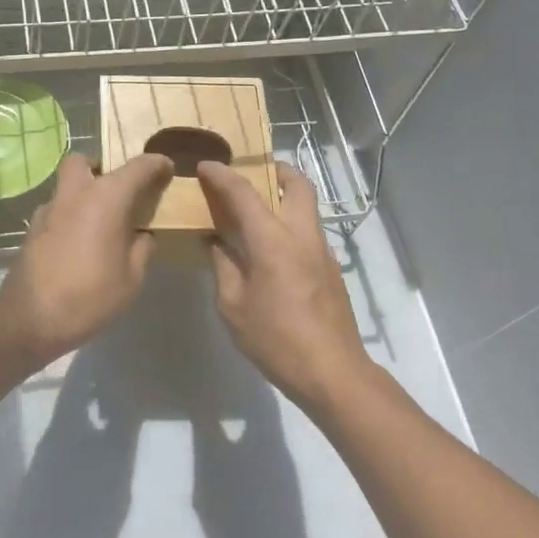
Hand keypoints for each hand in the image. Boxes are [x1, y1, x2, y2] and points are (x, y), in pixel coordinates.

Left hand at [0, 152, 172, 365]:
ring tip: (100, 220)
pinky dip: (70, 214)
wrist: (30, 319)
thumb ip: (142, 248)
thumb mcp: (132, 278)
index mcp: (106, 198)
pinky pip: (56, 208)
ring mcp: (49, 209)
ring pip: (66, 183)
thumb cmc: (90, 296)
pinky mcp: (33, 228)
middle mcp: (75, 193)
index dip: (156, 164)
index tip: (167, 169)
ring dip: (83, 191)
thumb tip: (142, 235)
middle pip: (85, 160)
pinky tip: (79, 241)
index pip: (137, 167)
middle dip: (102, 166)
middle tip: (118, 190)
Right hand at [197, 160, 370, 413]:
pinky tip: (270, 249)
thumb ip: (223, 267)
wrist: (332, 372)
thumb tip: (215, 242)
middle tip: (251, 174)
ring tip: (255, 211)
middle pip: (296, 184)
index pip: (244, 193)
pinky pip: (308, 231)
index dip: (222, 176)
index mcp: (273, 240)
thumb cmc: (276, 339)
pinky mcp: (331, 270)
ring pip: (306, 206)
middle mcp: (302, 235)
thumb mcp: (233, 306)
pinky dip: (289, 223)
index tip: (205, 165)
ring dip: (283, 197)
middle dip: (274, 170)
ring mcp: (322, 251)